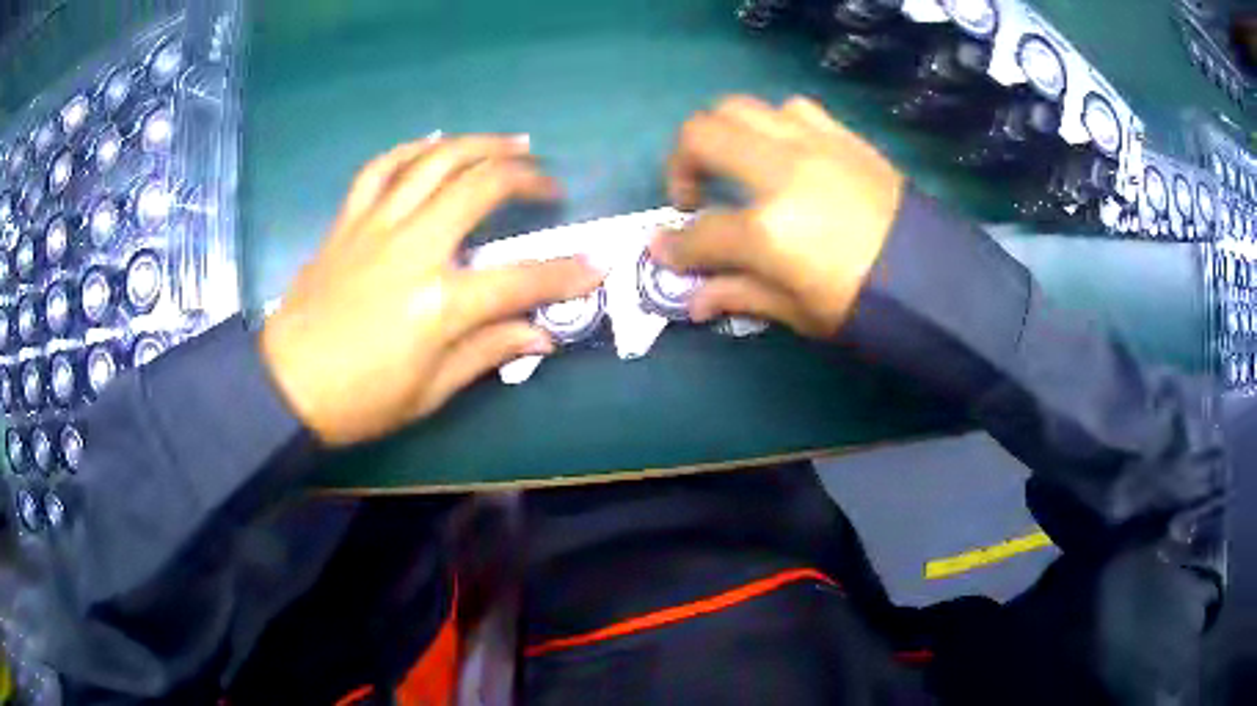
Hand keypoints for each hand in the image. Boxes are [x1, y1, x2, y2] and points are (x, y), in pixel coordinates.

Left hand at [261, 134, 602, 446]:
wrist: (285, 385)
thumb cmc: (359, 400)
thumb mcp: (429, 392)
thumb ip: (487, 352)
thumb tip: (542, 334)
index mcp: (437, 304)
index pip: (520, 279)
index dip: (566, 273)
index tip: (596, 266)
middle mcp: (412, 249)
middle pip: (481, 188)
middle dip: (528, 179)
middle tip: (549, 185)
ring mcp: (376, 227)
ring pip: (435, 160)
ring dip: (480, 144)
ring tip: (512, 143)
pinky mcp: (348, 221)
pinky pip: (381, 168)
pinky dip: (413, 149)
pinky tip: (436, 144)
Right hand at [651, 95, 904, 337]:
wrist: (938, 281)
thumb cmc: (868, 307)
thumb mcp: (799, 312)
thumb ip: (739, 294)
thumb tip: (692, 298)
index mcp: (770, 231)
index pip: (699, 232)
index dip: (673, 245)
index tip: (665, 249)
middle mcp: (783, 172)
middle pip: (702, 135)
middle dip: (681, 163)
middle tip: (693, 195)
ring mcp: (814, 145)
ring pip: (742, 108)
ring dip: (725, 134)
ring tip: (736, 167)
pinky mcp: (842, 137)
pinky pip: (792, 109)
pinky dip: (772, 125)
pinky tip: (782, 154)